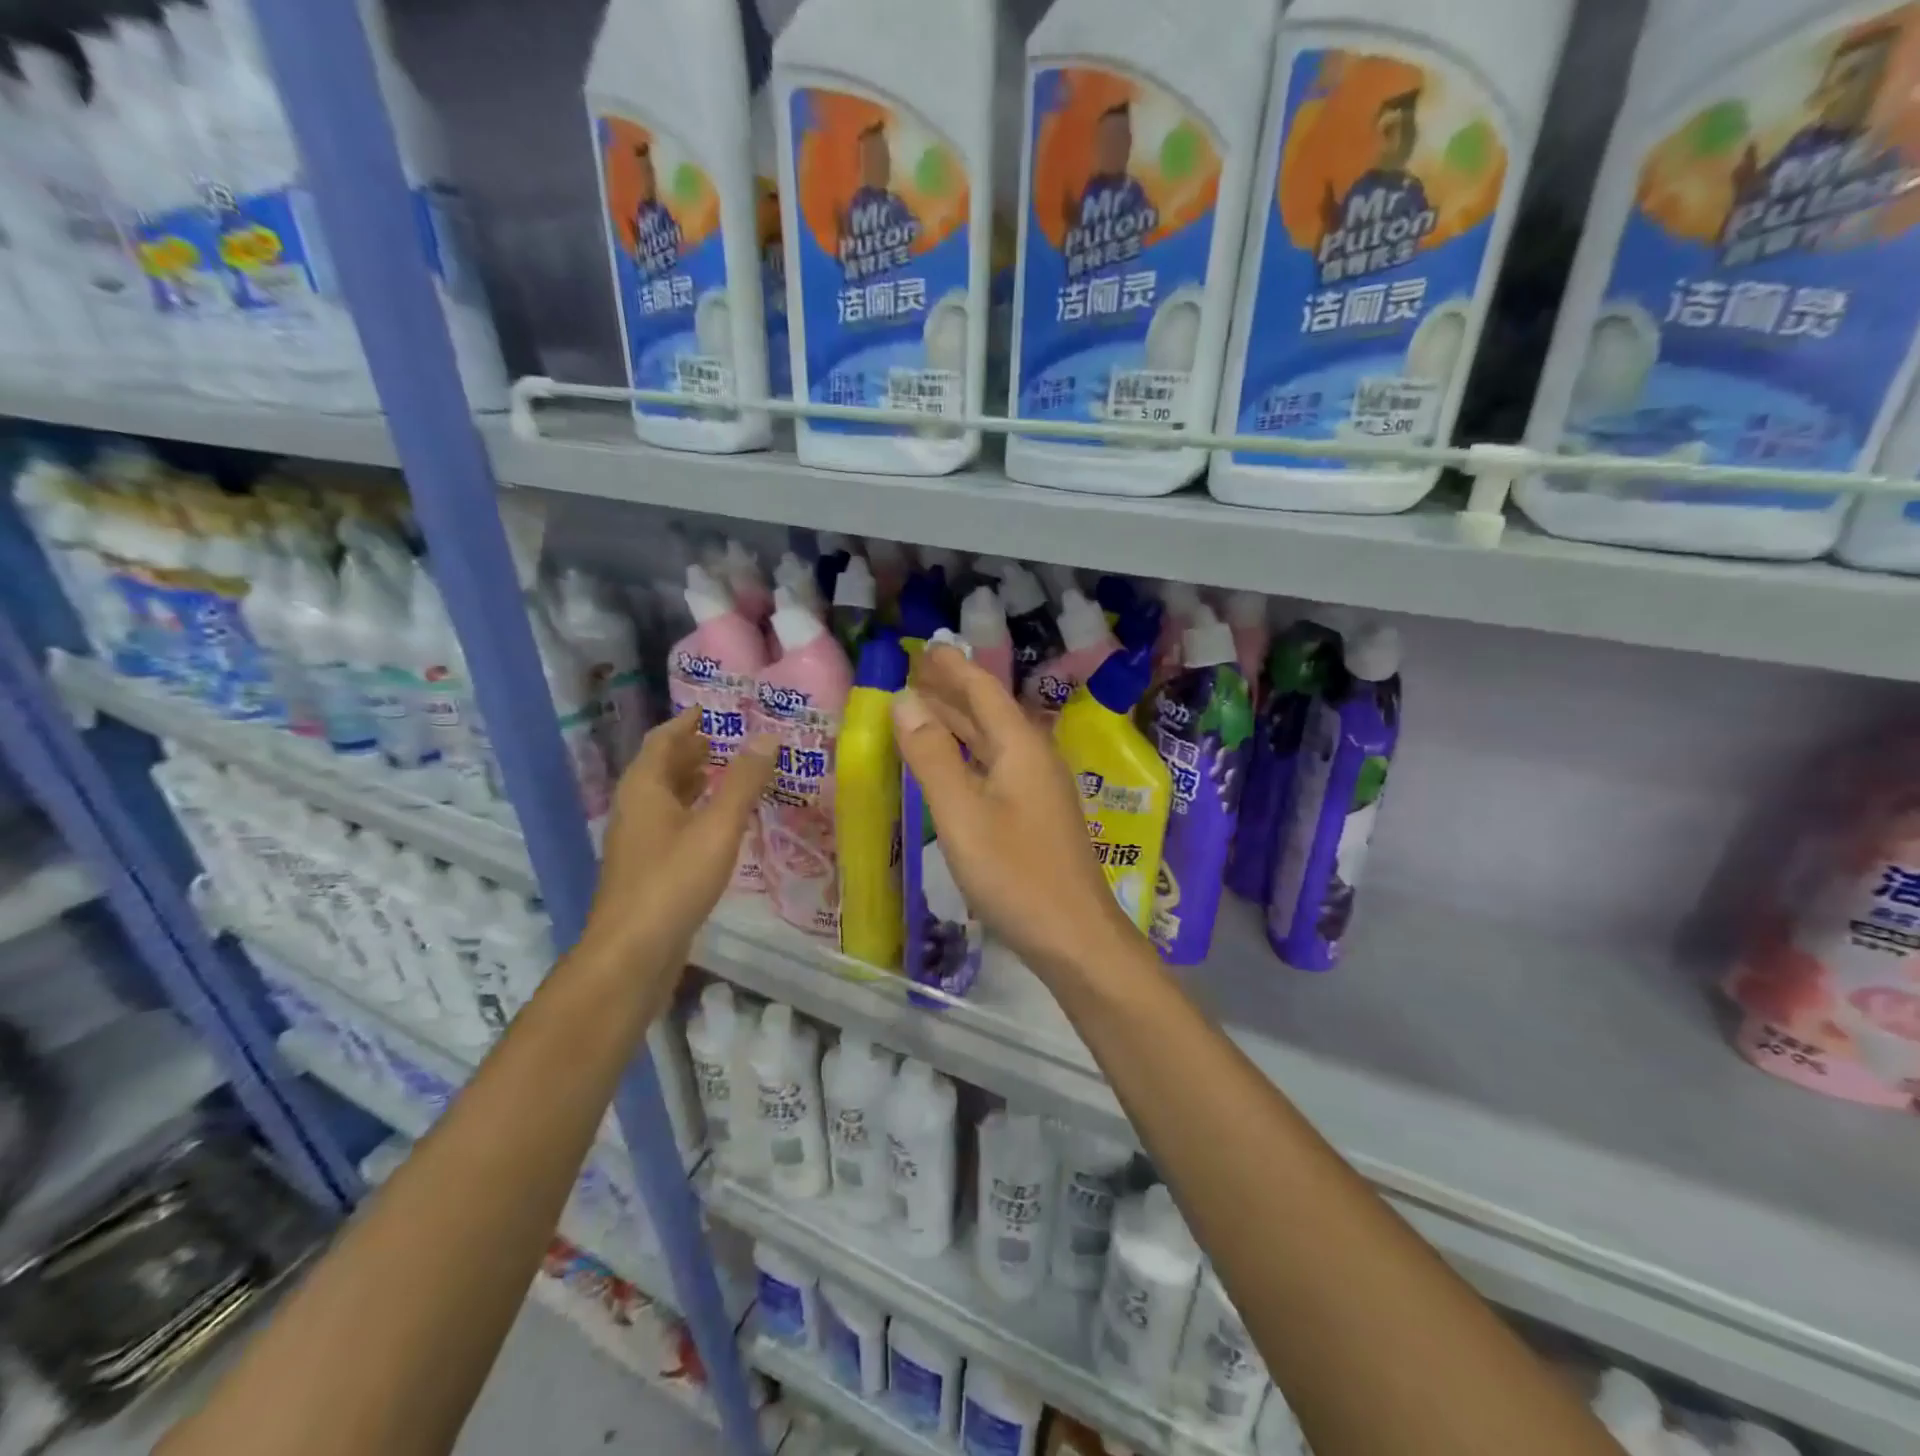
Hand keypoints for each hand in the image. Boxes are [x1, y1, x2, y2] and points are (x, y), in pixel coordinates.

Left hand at [586, 712, 776, 968]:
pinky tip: (715, 825)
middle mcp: (634, 809)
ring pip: (663, 799)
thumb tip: (767, 736)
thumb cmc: (674, 880)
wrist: (633, 952)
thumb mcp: (718, 826)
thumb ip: (743, 782)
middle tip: (725, 740)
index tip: (710, 711)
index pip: (662, 741)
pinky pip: (669, 825)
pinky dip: (691, 811)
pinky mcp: (645, 870)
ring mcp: (636, 842)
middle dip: (690, 751)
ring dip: (690, 782)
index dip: (686, 723)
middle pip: (660, 768)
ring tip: (723, 774)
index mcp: (644, 789)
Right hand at [892, 645, 1143, 979]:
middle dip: (954, 689)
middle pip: (989, 712)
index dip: (953, 668)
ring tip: (926, 704)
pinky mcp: (1036, 814)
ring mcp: (1039, 788)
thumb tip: (904, 700)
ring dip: (960, 720)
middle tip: (918, 669)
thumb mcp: (961, 814)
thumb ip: (932, 756)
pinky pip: (997, 765)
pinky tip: (956, 761)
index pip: (983, 691)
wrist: (1074, 936)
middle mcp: (1034, 758)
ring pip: (994, 740)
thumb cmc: (1015, 874)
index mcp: (1020, 748)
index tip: (927, 646)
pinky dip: (969, 752)